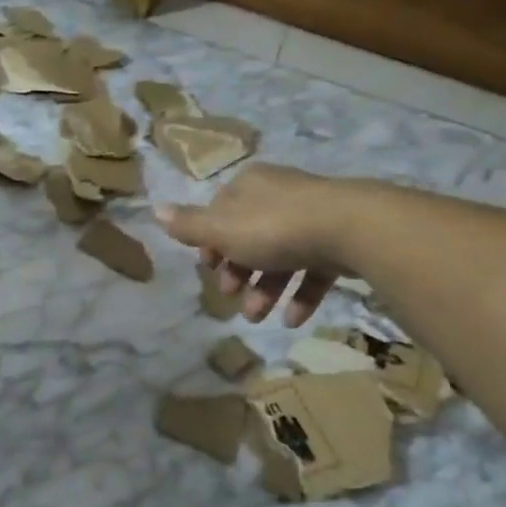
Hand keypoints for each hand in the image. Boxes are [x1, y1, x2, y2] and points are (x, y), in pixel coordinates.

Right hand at [156, 163, 364, 325]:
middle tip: (233, 297)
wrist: (350, 228)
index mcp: (249, 186)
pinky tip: (292, 320)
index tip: (209, 270)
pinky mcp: (338, 240)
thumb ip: (189, 225)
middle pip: (249, 237)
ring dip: (265, 290)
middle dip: (238, 272)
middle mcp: (279, 196)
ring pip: (280, 256)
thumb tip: (155, 210)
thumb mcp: (223, 229)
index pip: (220, 213)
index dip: (211, 244)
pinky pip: (313, 268)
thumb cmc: (274, 228)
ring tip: (259, 317)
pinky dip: (300, 294)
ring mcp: (312, 217)